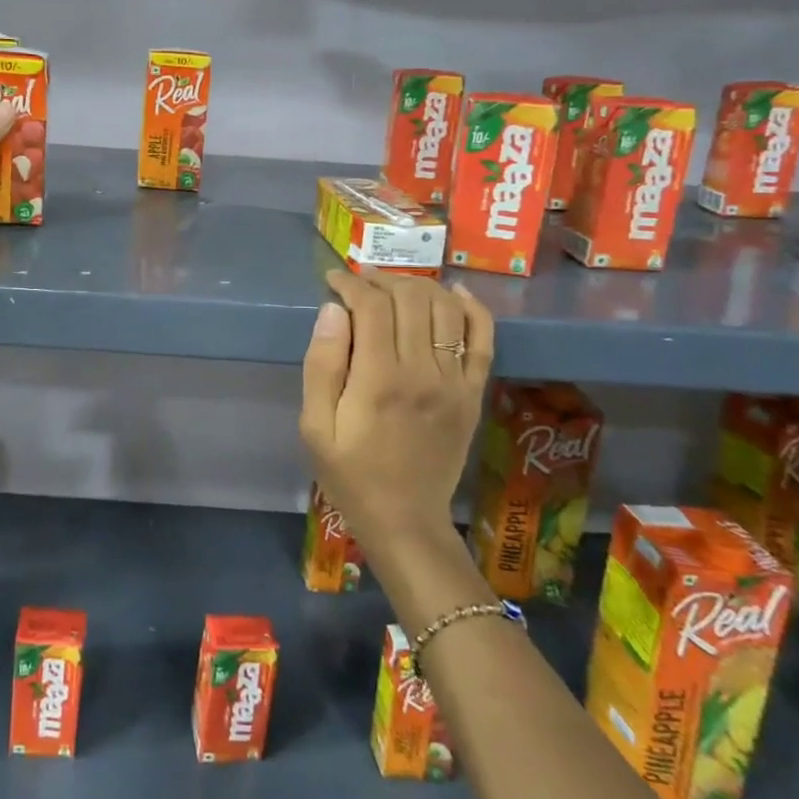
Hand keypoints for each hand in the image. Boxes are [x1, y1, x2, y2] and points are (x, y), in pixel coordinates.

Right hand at [299, 270, 494, 547]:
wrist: (404, 519)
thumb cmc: (350, 473)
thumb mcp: (315, 426)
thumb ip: (321, 365)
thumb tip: (332, 311)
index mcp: (378, 379)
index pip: (371, 305)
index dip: (350, 283)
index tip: (333, 279)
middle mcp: (422, 371)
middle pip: (410, 298)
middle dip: (382, 280)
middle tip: (360, 285)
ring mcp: (454, 381)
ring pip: (445, 308)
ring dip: (419, 287)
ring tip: (395, 289)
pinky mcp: (473, 393)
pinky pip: (483, 338)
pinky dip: (472, 308)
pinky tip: (453, 293)